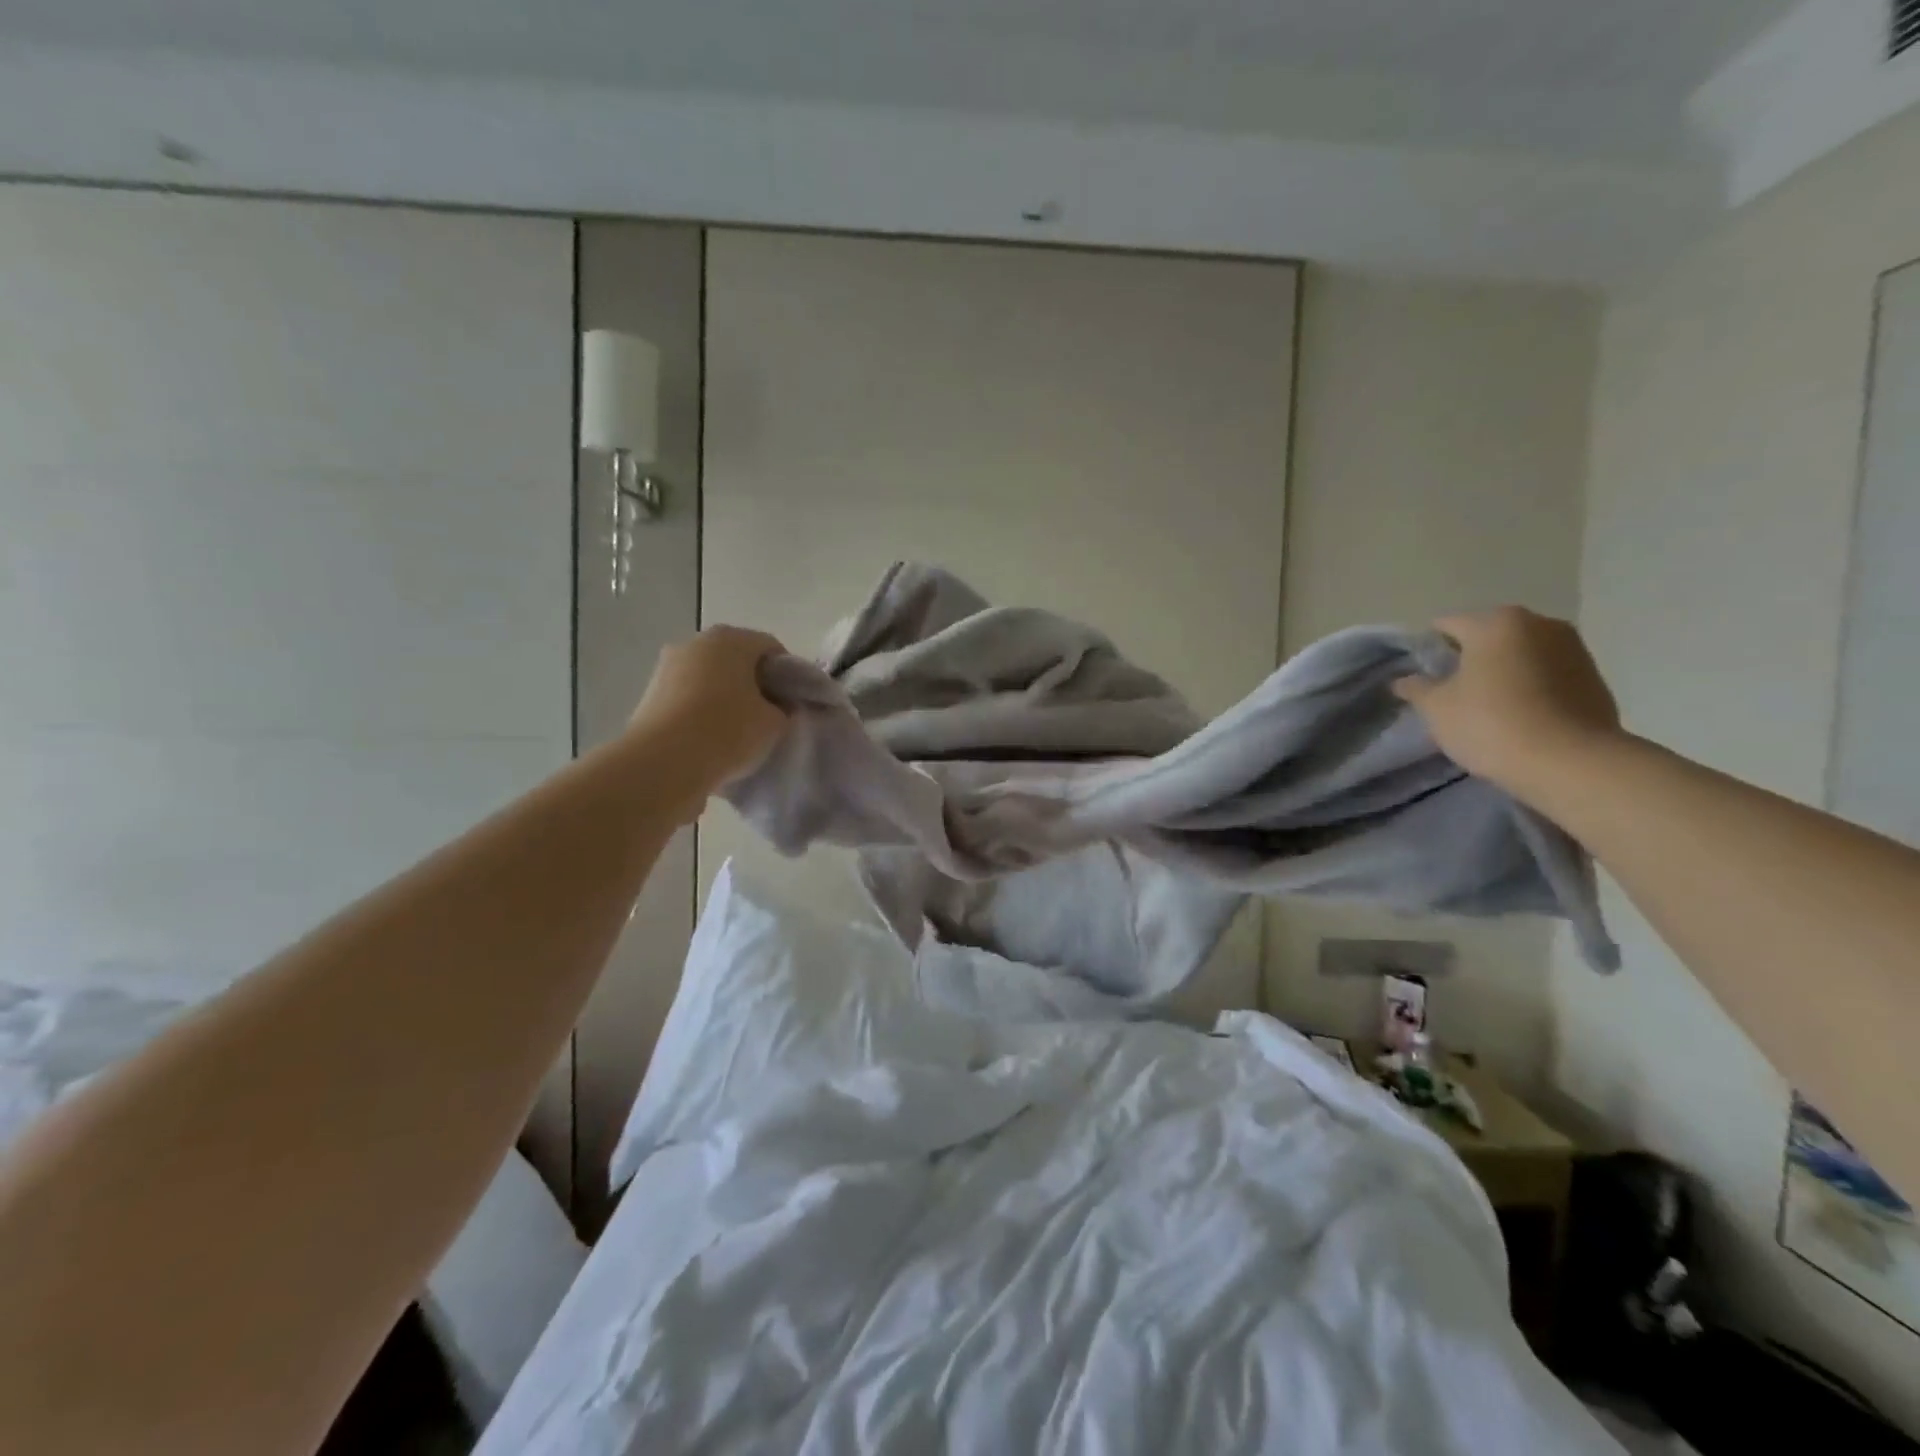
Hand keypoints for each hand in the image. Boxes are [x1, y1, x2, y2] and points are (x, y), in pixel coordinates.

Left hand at [628, 626, 788, 813]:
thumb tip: (777, 708)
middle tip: (769, 717)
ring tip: (739, 734)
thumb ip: (783, 710)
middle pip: (737, 661)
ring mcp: (667, 668)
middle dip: (755, 685)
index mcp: (730, 639)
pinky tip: (712, 742)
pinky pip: (688, 700)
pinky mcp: (650, 696)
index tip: (794, 704)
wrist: (663, 764)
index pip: (771, 648)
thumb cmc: (728, 731)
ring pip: (710, 680)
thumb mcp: (775, 723)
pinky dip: (702, 714)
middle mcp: (695, 643)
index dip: (789, 675)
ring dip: (726, 700)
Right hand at [1392, 607, 1621, 805]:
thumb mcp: (1437, 708)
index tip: (1421, 676)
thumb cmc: (1491, 724)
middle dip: (1469, 658)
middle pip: (1488, 636)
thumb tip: (1404, 680)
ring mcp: (1573, 647)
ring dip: (1502, 671)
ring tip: (1487, 705)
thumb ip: (1417, 688)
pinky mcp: (1594, 676)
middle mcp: (1539, 623)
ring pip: (1521, 653)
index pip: (1447, 625)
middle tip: (1451, 691)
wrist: (1571, 762)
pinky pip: (1547, 673)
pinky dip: (1530, 686)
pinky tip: (1519, 714)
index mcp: (1495, 623)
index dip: (1428, 649)